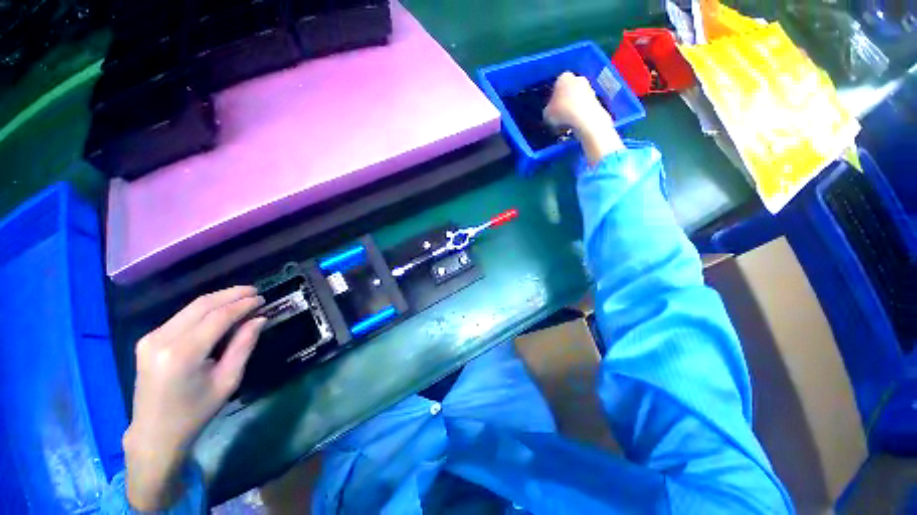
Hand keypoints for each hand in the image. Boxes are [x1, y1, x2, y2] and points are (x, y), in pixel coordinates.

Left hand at [124, 286, 265, 510]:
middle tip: (255, 291)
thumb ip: (243, 346)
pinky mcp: (148, 340)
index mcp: (182, 354)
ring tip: (243, 297)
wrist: (154, 433)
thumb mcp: (227, 381)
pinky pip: (182, 316)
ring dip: (219, 299)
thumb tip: (259, 319)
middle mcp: (162, 340)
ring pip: (191, 307)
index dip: (243, 304)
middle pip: (202, 305)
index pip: (218, 317)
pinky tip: (220, 311)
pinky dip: (205, 309)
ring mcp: (151, 338)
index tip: (263, 298)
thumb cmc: (195, 412)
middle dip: (231, 294)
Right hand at [544, 72, 623, 164]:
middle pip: (568, 89)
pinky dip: (581, 111)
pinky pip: (585, 105)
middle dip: (564, 100)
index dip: (552, 97)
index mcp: (563, 77)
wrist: (585, 119)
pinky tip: (576, 122)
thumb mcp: (546, 114)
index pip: (555, 85)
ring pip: (577, 97)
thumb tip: (550, 111)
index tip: (550, 108)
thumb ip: (548, 110)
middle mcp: (577, 78)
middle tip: (558, 114)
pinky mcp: (597, 98)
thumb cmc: (562, 112)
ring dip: (573, 106)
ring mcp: (589, 87)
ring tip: (567, 120)